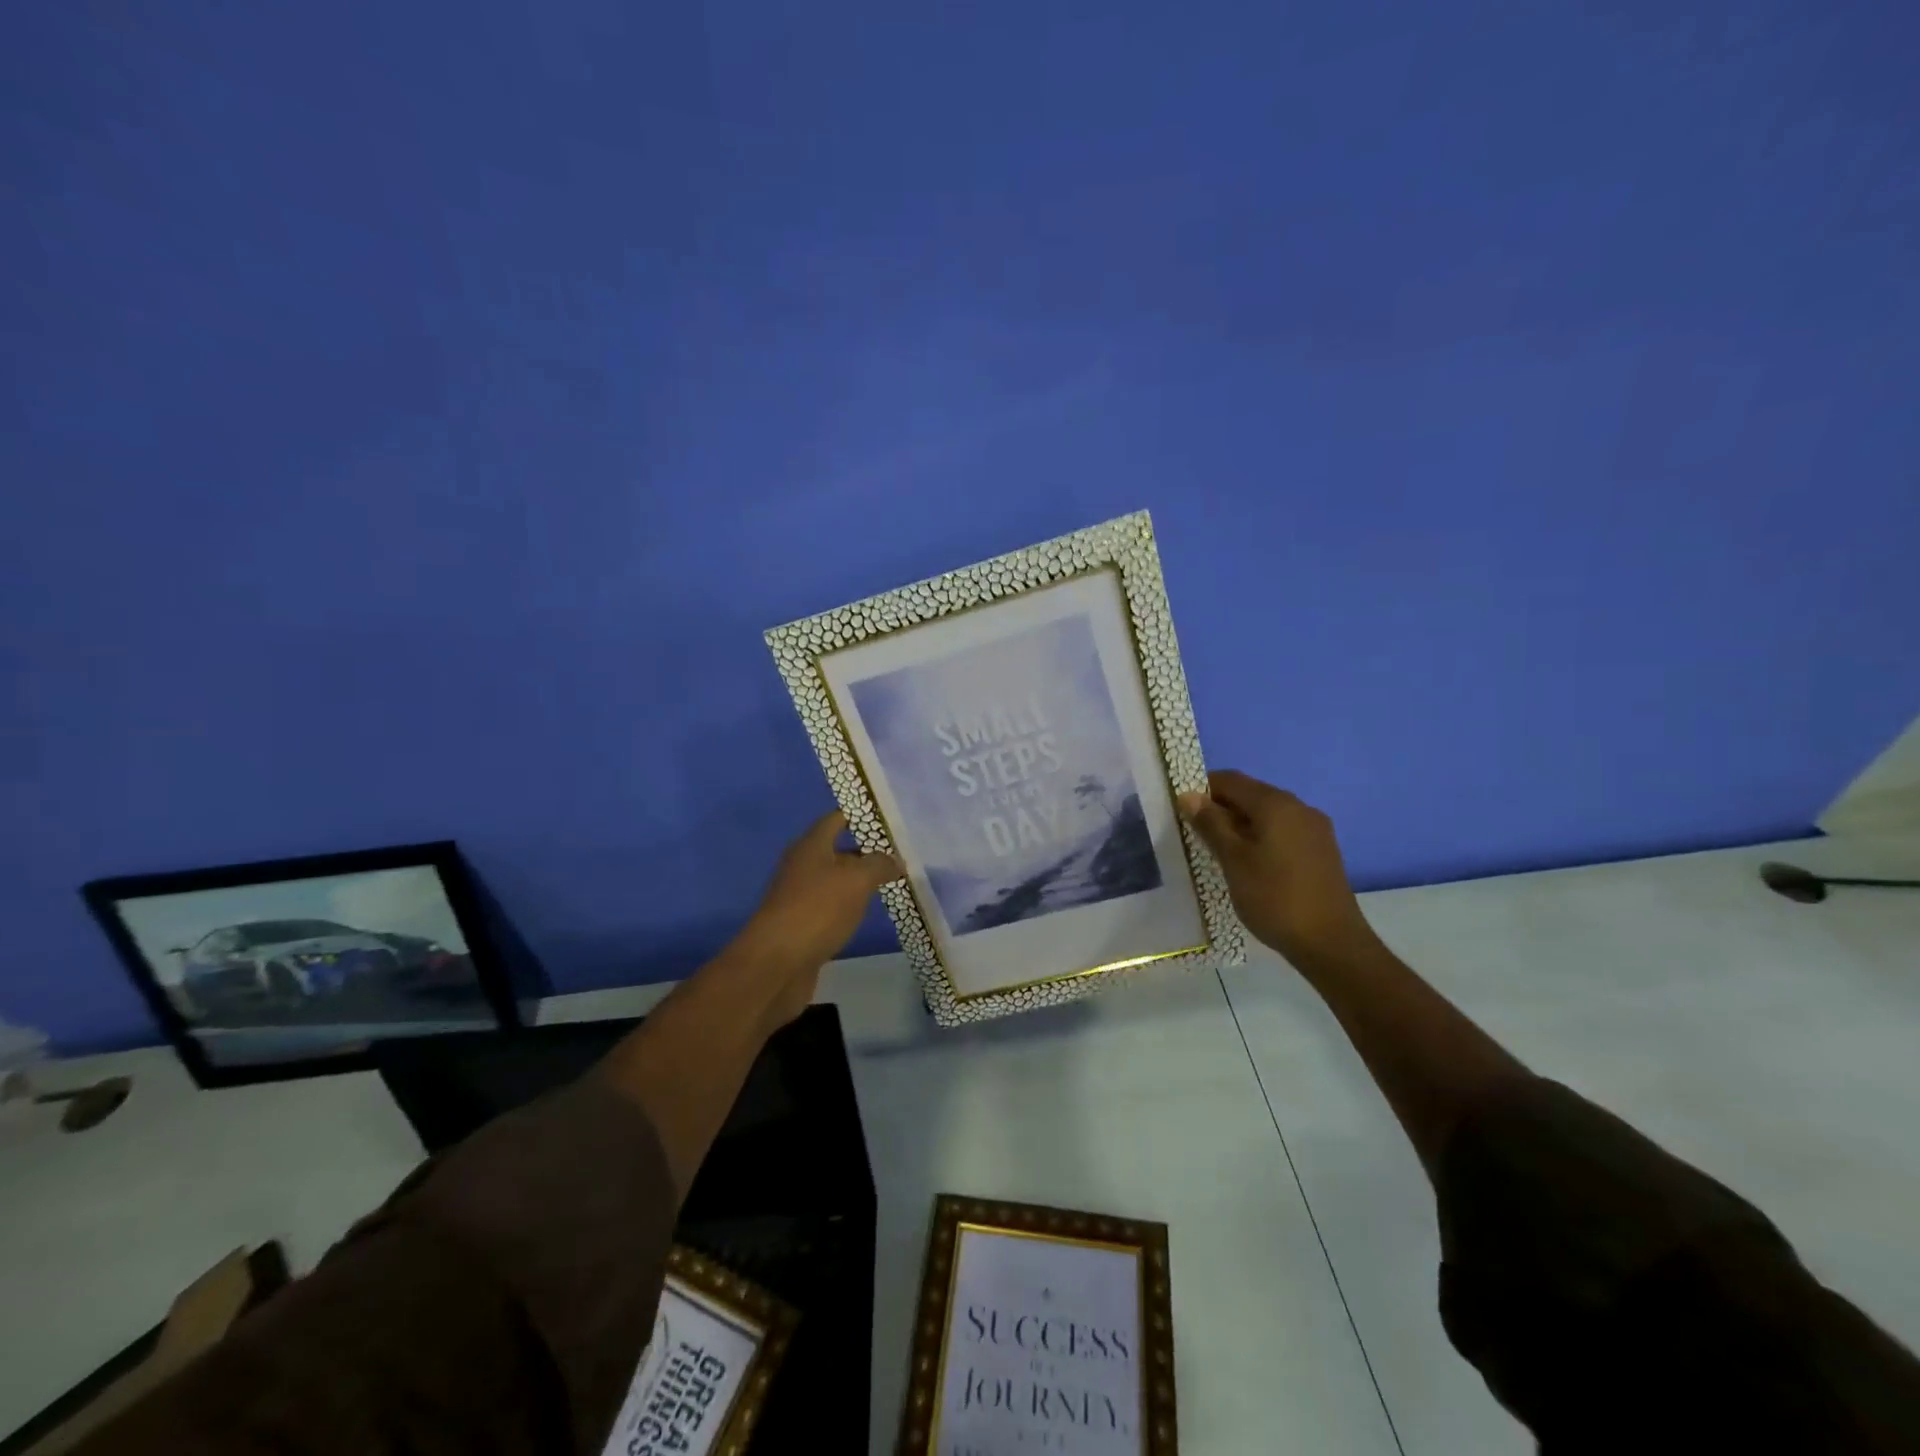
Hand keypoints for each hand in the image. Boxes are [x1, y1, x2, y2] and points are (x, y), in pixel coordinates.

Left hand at [732, 811, 900, 1016]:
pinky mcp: (803, 925)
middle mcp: (803, 866)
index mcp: (811, 846)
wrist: (776, 964)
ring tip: (894, 881)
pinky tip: (870, 912)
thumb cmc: (817, 910)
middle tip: (901, 853)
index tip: (890, 818)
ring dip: (860, 880)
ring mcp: (800, 897)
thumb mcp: (856, 880)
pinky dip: (851, 906)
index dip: (861, 815)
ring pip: (836, 880)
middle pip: (837, 850)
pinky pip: (833, 906)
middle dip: (867, 851)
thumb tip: (895, 860)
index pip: (837, 819)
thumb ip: (879, 865)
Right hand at [1178, 770, 1374, 962]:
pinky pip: (1283, 831)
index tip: (1182, 812)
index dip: (1202, 790)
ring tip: (1219, 853)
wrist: (1331, 943)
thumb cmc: (1275, 897)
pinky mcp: (1321, 850)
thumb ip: (1211, 824)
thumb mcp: (1233, 860)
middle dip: (1221, 809)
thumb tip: (1189, 795)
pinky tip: (1249, 864)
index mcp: (1276, 804)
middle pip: (1250, 795)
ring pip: (1267, 814)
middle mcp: (1298, 807)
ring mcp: (1314, 829)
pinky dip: (1261, 838)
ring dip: (1240, 825)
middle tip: (1196, 835)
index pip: (1230, 780)